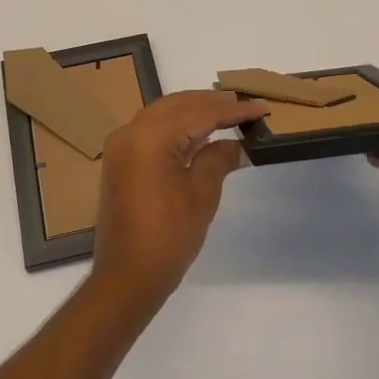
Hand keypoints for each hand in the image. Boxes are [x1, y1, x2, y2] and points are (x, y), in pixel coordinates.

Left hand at [90, 91, 268, 312]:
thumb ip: (218, 158)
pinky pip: (150, 129)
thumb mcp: (201, 194)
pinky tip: (198, 133)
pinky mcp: (119, 160)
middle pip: (177, 104)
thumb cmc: (168, 236)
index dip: (232, 110)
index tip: (260, 109)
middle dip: (211, 103)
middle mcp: (131, 131)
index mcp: (151, 136)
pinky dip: (175, 126)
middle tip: (244, 106)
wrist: (126, 276)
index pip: (199, 112)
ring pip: (162, 113)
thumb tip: (235, 142)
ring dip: (193, 111)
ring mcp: (121, 145)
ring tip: (226, 114)